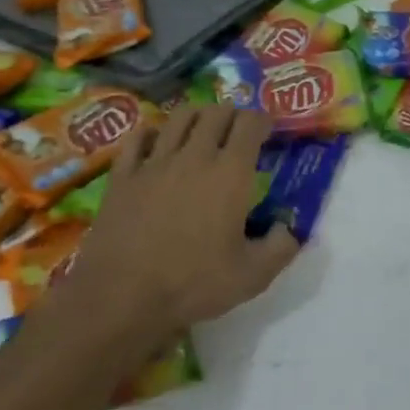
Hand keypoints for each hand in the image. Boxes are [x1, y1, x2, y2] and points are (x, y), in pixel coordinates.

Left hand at [74, 104, 298, 331]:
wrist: (120, 298)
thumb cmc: (192, 284)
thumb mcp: (252, 276)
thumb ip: (281, 248)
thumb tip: (289, 229)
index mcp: (231, 173)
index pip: (251, 123)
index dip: (263, 120)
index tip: (268, 131)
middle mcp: (195, 156)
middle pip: (216, 112)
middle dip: (233, 114)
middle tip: (238, 131)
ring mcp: (154, 163)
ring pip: (179, 117)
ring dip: (197, 116)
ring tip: (202, 129)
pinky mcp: (122, 176)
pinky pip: (137, 139)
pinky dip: (151, 134)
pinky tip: (155, 142)